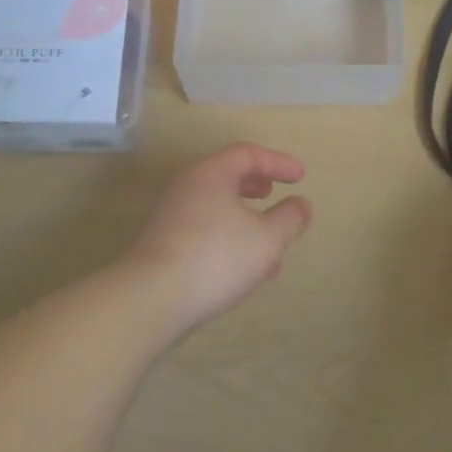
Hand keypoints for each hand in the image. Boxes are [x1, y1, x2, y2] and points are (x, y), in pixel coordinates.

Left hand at [122, 144, 312, 333]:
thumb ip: (289, 218)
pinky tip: (242, 268)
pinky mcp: (163, 244)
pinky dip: (227, 236)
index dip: (277, 163)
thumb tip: (301, 205)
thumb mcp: (267, 238)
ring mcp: (170, 216)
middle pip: (225, 176)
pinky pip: (203, 229)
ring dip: (244, 218)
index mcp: (210, 174)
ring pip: (215, 207)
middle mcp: (186, 187)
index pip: (247, 154)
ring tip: (266, 241)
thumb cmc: (216, 257)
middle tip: (273, 193)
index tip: (300, 178)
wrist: (151, 298)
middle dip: (255, 185)